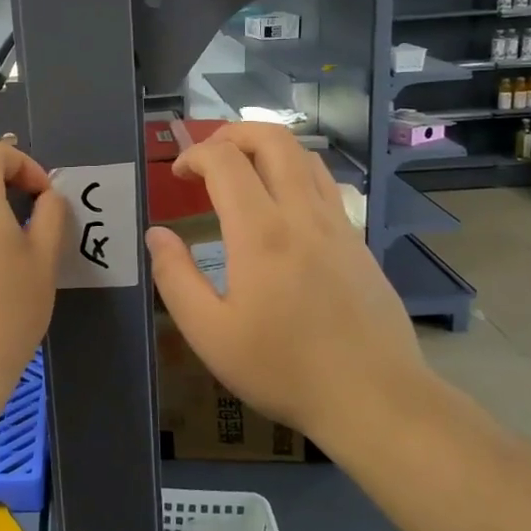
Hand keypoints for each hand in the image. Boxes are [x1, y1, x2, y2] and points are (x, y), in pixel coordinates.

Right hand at [146, 122, 430, 436]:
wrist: (374, 397)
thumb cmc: (283, 368)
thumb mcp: (209, 333)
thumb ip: (175, 278)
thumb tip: (157, 234)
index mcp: (261, 232)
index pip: (226, 161)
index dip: (195, 154)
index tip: (177, 174)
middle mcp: (302, 214)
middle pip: (273, 139)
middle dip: (233, 133)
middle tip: (208, 157)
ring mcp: (338, 224)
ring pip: (305, 156)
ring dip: (267, 148)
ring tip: (241, 171)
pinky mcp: (358, 241)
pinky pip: (324, 184)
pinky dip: (294, 172)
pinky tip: (281, 206)